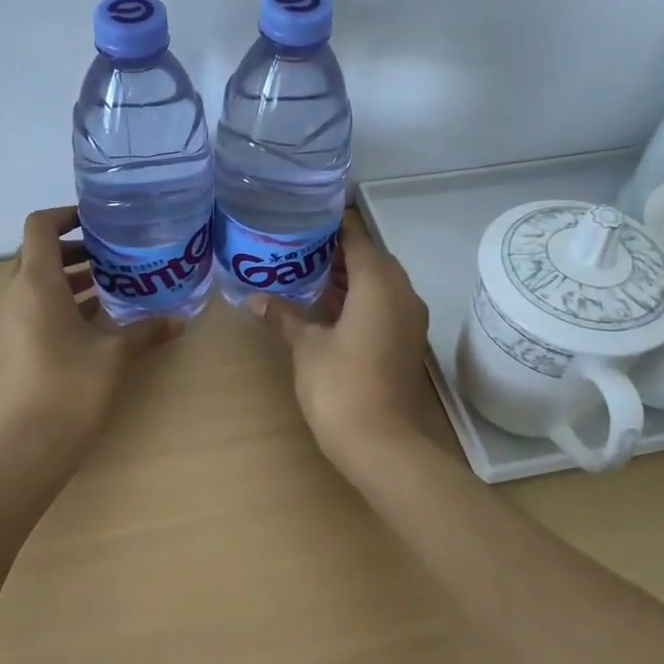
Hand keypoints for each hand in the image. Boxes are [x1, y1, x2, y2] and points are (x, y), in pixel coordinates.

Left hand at [0, 206, 184, 447]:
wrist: (23, 448)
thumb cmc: (69, 389)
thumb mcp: (115, 355)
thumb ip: (146, 332)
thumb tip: (180, 321)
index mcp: (36, 283)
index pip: (40, 226)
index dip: (66, 214)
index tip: (99, 222)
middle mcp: (14, 295)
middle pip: (38, 253)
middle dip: (76, 250)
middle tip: (115, 256)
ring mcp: (7, 323)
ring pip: (36, 284)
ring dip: (69, 279)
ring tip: (112, 287)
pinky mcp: (9, 348)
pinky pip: (32, 310)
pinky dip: (60, 304)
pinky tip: (94, 324)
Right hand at [250, 223, 433, 464]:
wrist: (380, 441)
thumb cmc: (340, 384)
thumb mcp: (306, 346)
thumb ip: (284, 316)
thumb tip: (255, 299)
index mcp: (379, 284)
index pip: (357, 239)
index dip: (332, 228)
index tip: (305, 222)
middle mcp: (401, 293)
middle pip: (372, 259)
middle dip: (339, 253)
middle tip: (301, 249)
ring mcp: (409, 319)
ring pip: (380, 283)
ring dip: (351, 277)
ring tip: (310, 274)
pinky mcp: (406, 341)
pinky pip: (385, 304)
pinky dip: (361, 299)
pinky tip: (330, 308)